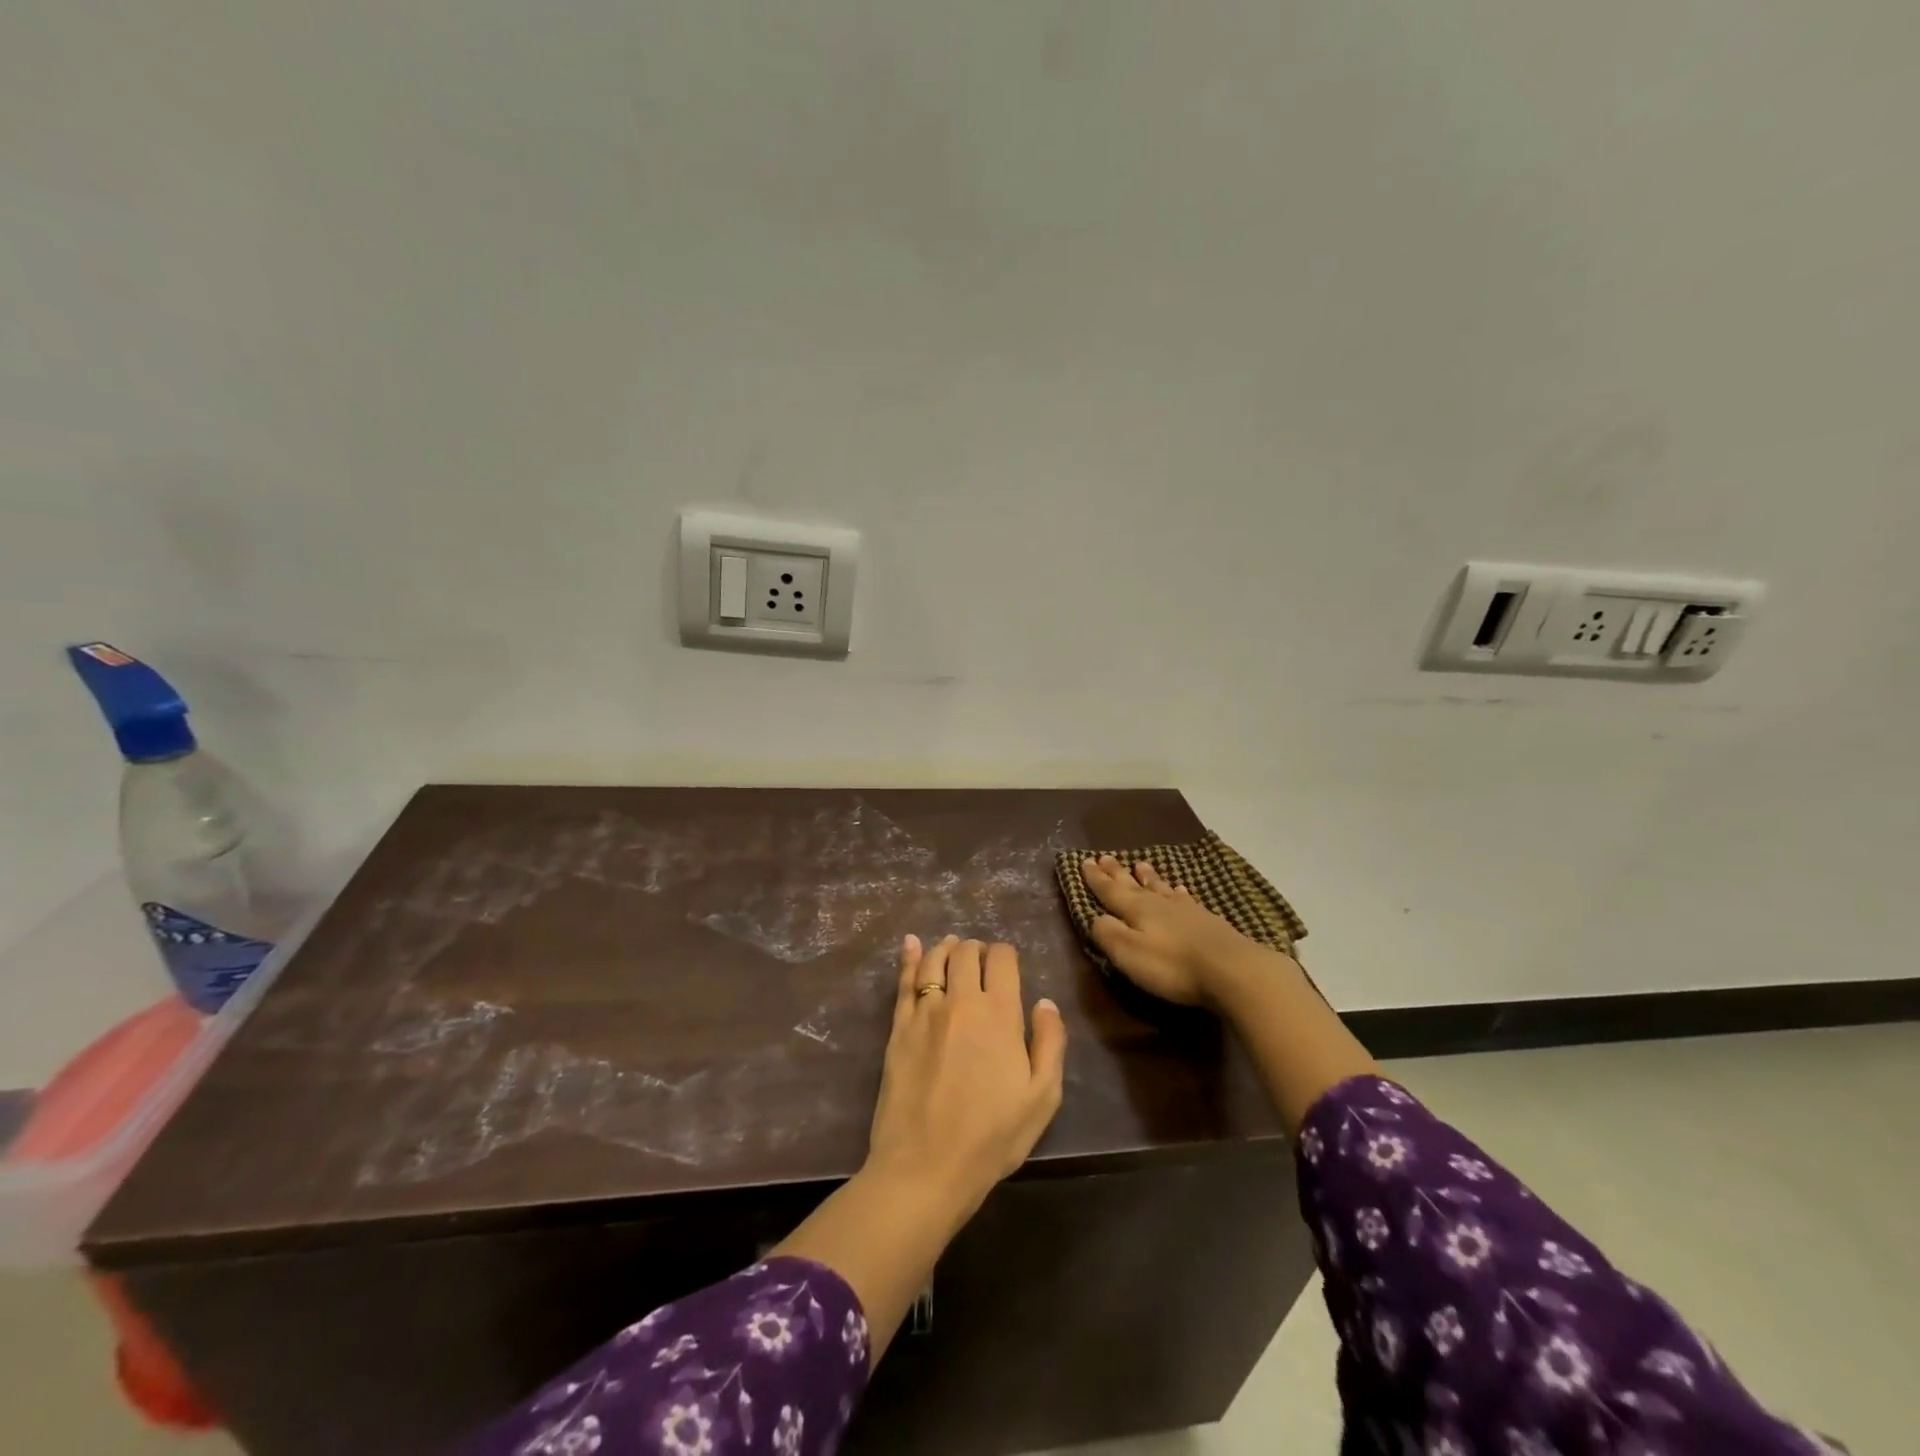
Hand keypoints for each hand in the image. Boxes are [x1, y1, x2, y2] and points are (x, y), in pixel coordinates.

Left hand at [865, 935, 1066, 1220]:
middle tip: (981, 960)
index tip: (1008, 964)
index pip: (1002, 959)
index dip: (1006, 954)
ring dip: (947, 948)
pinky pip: (904, 982)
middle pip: (967, 953)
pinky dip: (909, 957)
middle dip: (977, 949)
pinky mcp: (898, 1028)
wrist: (926, 1166)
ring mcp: (925, 1012)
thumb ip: (1050, 1043)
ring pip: (934, 960)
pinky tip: (911, 944)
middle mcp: (961, 1001)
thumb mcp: (1042, 1098)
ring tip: (952, 948)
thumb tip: (1045, 1003)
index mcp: (1000, 1014)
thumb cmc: (992, 1137)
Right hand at [1080, 855, 1274, 1007]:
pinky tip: (1181, 890)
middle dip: (1117, 872)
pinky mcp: (1208, 921)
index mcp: (1136, 909)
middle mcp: (1159, 903)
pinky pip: (1186, 899)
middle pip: (1133, 884)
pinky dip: (1178, 892)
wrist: (1232, 969)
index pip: (1110, 890)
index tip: (1085, 861)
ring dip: (1148, 877)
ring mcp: (1186, 910)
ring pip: (1161, 888)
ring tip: (1140, 864)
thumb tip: (1095, 917)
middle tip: (1106, 856)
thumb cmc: (1172, 965)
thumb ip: (1108, 934)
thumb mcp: (1129, 953)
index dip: (1096, 878)